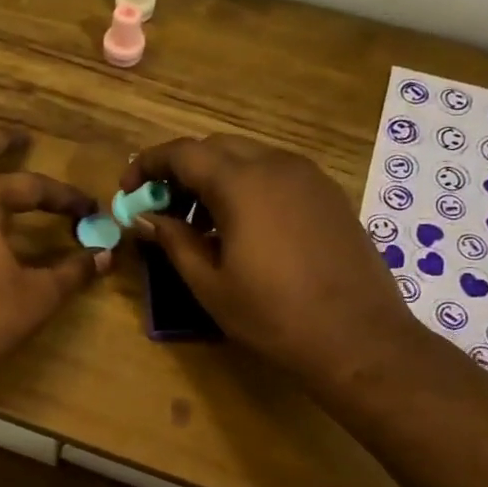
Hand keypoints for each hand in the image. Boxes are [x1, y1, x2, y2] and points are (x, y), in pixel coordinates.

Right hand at [122, 135, 423, 384]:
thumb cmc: (274, 315)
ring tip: (199, 225)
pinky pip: (276, 175)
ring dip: (214, 179)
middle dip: (181, 171)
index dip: (148, 165)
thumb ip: (173, 241)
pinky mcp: (328, 195)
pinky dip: (247, 188)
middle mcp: (277, 165)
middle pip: (215, 148)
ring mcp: (309, 178)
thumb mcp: (210, 284)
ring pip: (248, 159)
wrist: (359, 338)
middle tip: (162, 209)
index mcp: (242, 183)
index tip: (128, 191)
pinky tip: (241, 230)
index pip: (183, 153)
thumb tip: (145, 218)